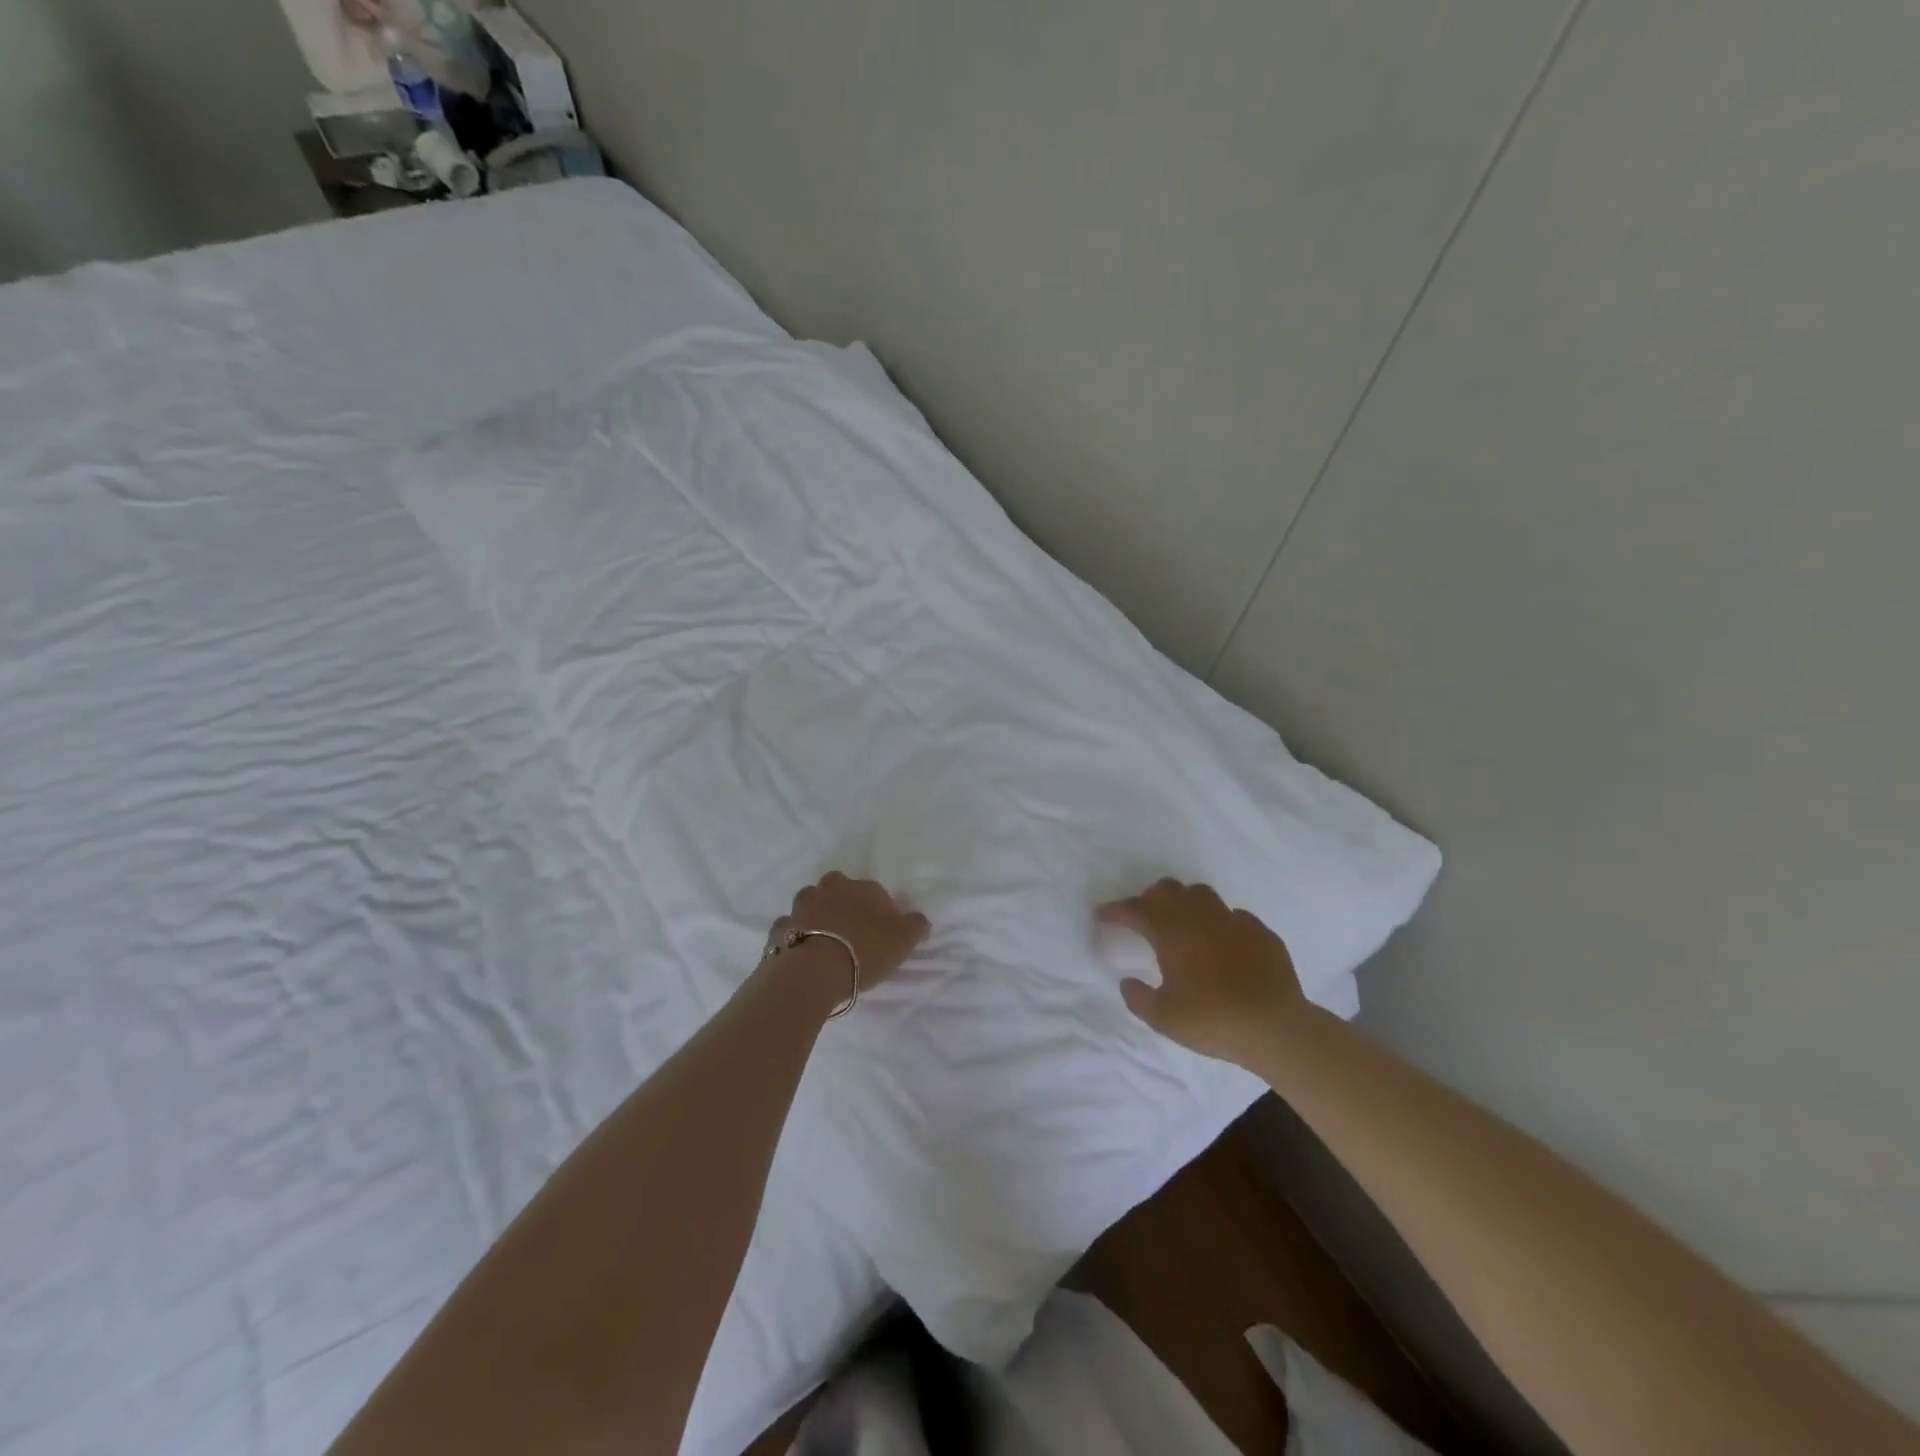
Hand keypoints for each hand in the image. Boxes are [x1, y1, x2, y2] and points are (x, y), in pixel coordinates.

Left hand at [767, 872, 929, 998]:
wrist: (813, 972)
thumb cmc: (864, 952)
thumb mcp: (903, 941)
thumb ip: (915, 926)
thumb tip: (918, 919)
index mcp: (862, 889)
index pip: (875, 891)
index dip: (880, 909)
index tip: (883, 930)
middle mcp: (829, 890)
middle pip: (836, 886)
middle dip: (841, 899)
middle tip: (850, 927)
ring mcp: (801, 907)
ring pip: (809, 901)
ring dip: (815, 913)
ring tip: (823, 938)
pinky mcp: (779, 929)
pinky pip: (788, 927)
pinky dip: (794, 933)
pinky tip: (800, 950)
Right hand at [1097, 879, 1310, 1066]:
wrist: (1276, 1027)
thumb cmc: (1213, 1020)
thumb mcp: (1164, 1018)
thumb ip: (1139, 998)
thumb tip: (1127, 983)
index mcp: (1171, 932)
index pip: (1135, 909)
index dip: (1115, 910)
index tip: (1101, 916)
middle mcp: (1199, 917)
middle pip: (1168, 890)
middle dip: (1150, 898)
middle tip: (1143, 917)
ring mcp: (1233, 921)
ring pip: (1202, 893)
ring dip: (1185, 902)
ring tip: (1182, 922)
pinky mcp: (1261, 932)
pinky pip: (1234, 915)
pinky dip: (1220, 922)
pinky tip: (1222, 942)